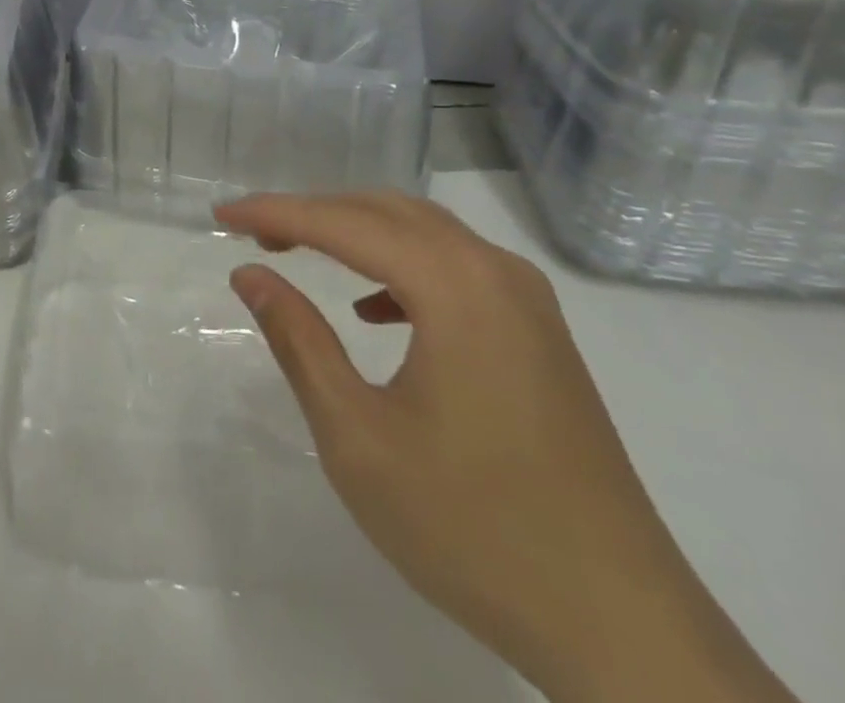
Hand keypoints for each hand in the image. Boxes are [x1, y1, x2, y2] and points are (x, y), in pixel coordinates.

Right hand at [219, 192, 795, 702]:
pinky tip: (375, 310)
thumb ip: (298, 341)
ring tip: (298, 252)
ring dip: (355, 232)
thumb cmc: (473, 529)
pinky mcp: (540, 336)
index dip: (275, 213)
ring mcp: (528, 304)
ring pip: (423, 233)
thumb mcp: (357, 436)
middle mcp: (497, 273)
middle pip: (386, 211)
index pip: (343, 223)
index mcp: (455, 288)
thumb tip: (250, 275)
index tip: (220, 216)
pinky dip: (400, 265)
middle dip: (312, 212)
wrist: (624, 631)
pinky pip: (456, 267)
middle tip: (252, 234)